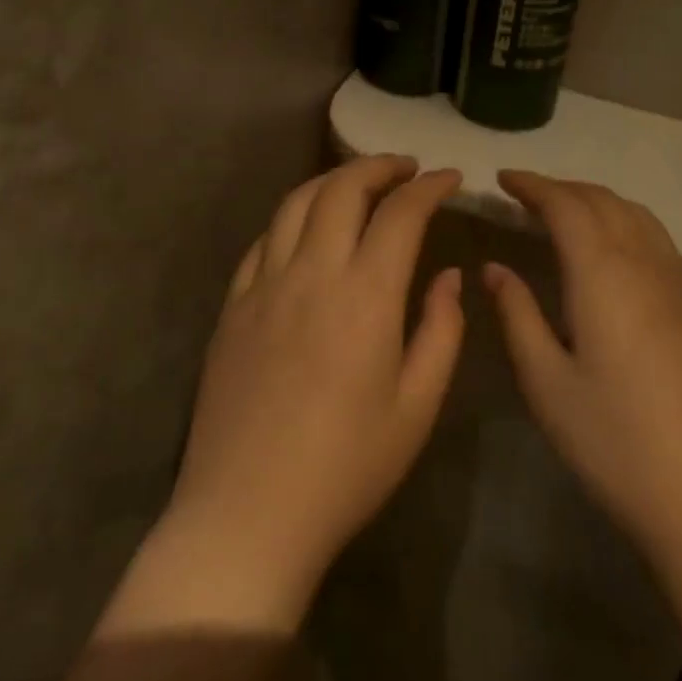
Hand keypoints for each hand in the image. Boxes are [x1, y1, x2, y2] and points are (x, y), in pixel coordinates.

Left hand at [161, 156, 465, 626]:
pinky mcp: (232, 306)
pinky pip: (262, 241)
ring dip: (332, 180)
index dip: (429, 187)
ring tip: (358, 184)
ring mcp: (263, 285)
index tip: (450, 178)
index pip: (400, 213)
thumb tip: (449, 276)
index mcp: (365, 295)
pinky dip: (292, 218)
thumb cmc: (347, 467)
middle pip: (342, 188)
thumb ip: (441, 330)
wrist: (248, 513)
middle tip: (406, 169)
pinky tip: (305, 230)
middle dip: (379, 166)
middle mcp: (311, 273)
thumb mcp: (417, 406)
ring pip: (296, 203)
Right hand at [483, 170, 681, 570]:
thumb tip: (494, 268)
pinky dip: (624, 223)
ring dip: (597, 201)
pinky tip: (611, 253)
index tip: (503, 178)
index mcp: (604, 274)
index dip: (533, 185)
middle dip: (562, 188)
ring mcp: (681, 285)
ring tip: (565, 214)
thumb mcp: (547, 382)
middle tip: (526, 195)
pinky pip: (657, 240)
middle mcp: (646, 264)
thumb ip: (517, 315)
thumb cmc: (616, 442)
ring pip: (636, 216)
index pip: (566, 205)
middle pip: (604, 201)